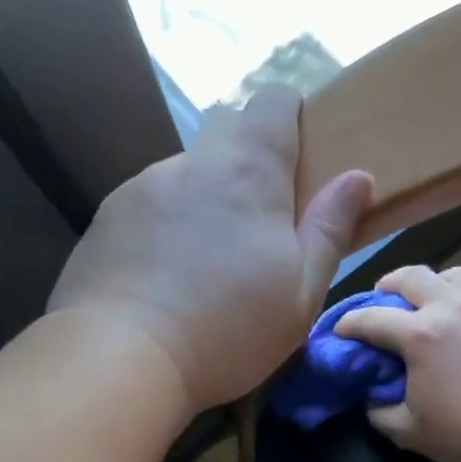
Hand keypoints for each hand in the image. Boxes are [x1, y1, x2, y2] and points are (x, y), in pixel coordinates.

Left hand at [46, 86, 372, 411]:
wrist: (123, 359)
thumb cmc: (228, 331)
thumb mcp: (301, 295)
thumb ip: (329, 231)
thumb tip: (356, 177)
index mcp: (249, 172)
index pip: (272, 101)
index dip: (288, 118)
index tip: (294, 160)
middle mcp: (191, 163)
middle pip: (225, 133)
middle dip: (244, 165)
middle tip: (252, 227)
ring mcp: (140, 188)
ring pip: (182, 178)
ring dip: (198, 203)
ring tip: (196, 266)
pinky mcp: (104, 220)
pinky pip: (144, 209)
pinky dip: (159, 230)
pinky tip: (157, 279)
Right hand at [333, 265, 460, 461]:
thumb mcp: (409, 432)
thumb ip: (379, 411)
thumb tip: (372, 396)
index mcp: (419, 335)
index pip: (371, 319)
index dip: (349, 323)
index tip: (341, 330)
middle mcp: (452, 306)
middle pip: (412, 276)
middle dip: (389, 284)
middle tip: (384, 296)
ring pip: (456, 274)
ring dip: (437, 284)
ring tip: (436, 300)